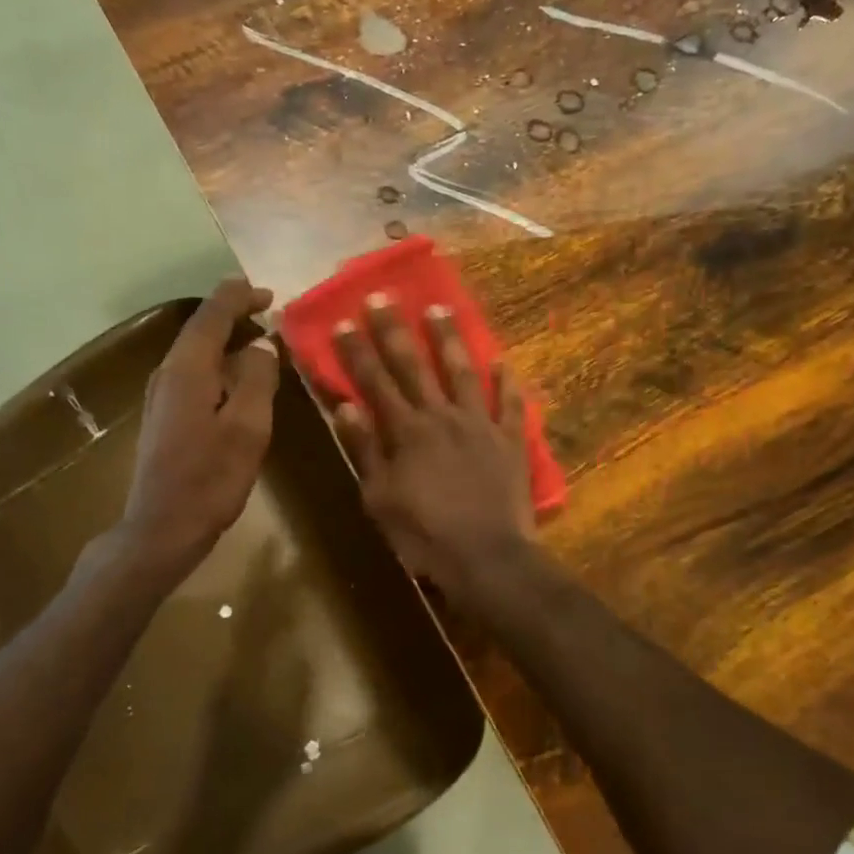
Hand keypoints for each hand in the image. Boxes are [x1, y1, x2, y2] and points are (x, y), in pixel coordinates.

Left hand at [116, 278, 278, 585]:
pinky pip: (194, 373)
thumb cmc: (209, 479)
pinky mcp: (164, 416)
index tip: (269, 293)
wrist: (162, 529)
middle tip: (270, 313)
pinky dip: (218, 363)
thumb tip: (262, 342)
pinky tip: (239, 379)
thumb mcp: (247, 428)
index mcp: (187, 369)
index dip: (239, 296)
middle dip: (233, 314)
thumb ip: (257, 378)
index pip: (211, 314)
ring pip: (195, 351)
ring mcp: (161, 396)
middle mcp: (168, 374)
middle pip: (199, 329)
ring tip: (260, 340)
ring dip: (226, 339)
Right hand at [331, 294, 537, 602]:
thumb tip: (345, 405)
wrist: (487, 557)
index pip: (376, 382)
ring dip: (450, 340)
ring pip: (463, 372)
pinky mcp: (510, 440)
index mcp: (406, 432)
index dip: (357, 351)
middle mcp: (442, 416)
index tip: (343, 319)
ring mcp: (480, 425)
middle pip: (415, 366)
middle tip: (384, 296)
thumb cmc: (425, 535)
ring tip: (440, 308)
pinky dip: (507, 382)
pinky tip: (503, 361)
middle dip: (395, 330)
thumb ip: (365, 450)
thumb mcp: (380, 498)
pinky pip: (510, 404)